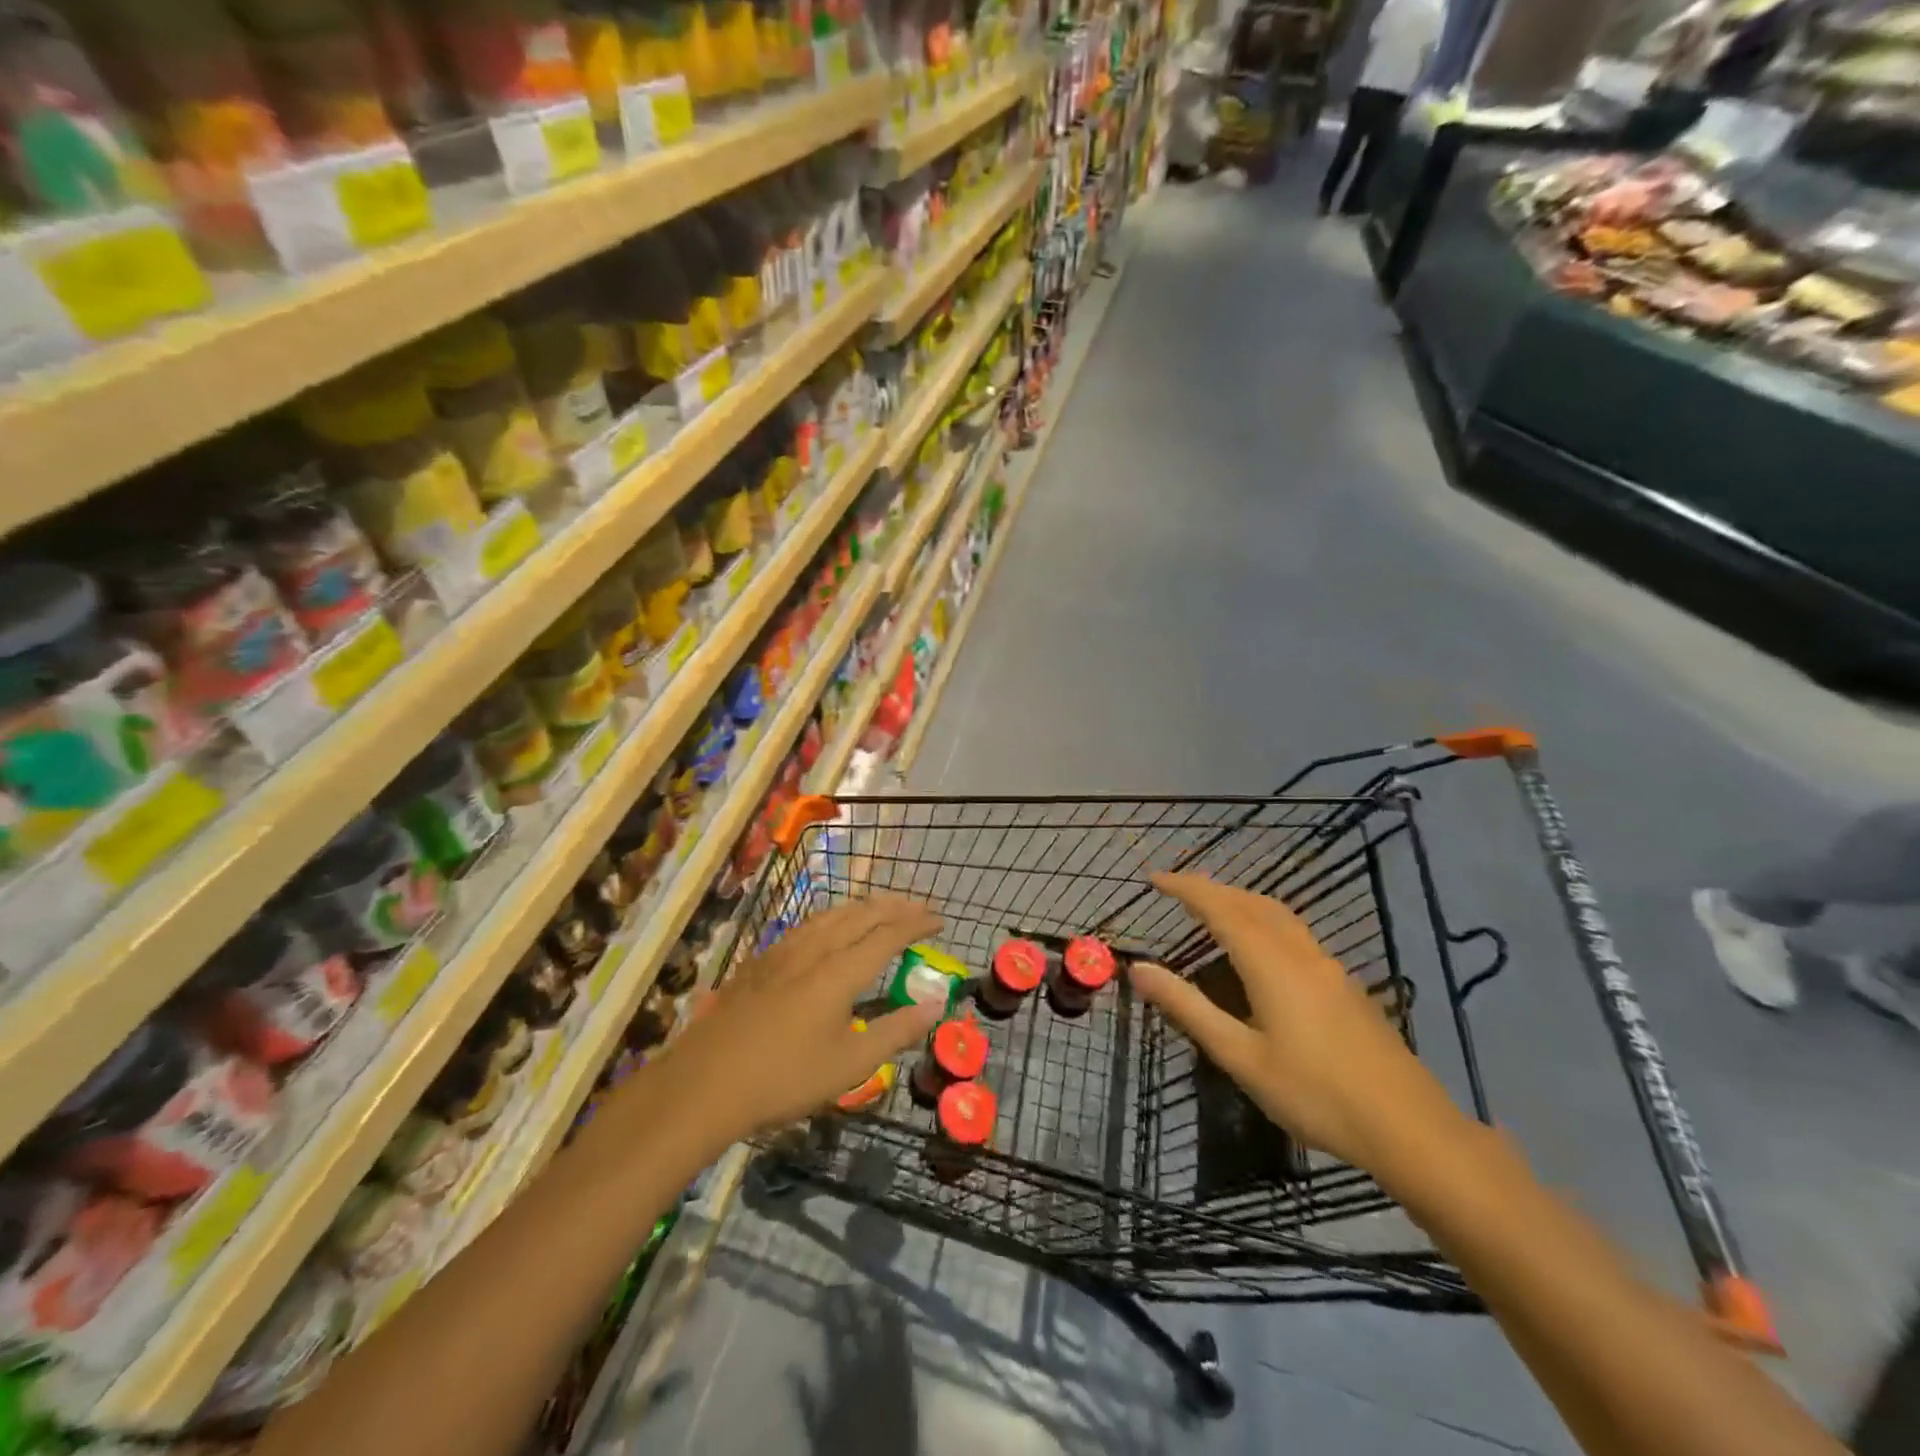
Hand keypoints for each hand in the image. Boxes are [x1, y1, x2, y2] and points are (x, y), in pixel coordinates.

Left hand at [655, 897, 944, 1141]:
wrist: (704, 1083)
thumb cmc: (784, 1078)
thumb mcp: (850, 1065)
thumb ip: (896, 1031)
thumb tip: (936, 1004)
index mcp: (840, 971)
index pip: (888, 934)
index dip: (916, 923)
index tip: (940, 920)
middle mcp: (814, 949)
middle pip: (861, 914)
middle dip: (895, 906)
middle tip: (919, 907)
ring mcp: (783, 951)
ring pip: (831, 914)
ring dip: (863, 907)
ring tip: (882, 909)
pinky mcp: (761, 960)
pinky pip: (808, 924)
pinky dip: (834, 917)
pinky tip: (829, 928)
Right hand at [1130, 872, 1465, 1173]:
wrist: (1410, 1128)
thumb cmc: (1316, 1094)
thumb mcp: (1241, 1057)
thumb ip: (1188, 1008)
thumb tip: (1138, 968)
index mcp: (1270, 963)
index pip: (1220, 907)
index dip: (1186, 888)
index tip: (1154, 878)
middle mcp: (1300, 952)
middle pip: (1251, 902)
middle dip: (1212, 888)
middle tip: (1177, 889)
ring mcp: (1329, 967)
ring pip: (1278, 914)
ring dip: (1241, 900)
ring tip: (1213, 907)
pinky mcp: (1346, 986)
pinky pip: (1295, 932)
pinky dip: (1264, 919)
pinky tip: (1262, 947)